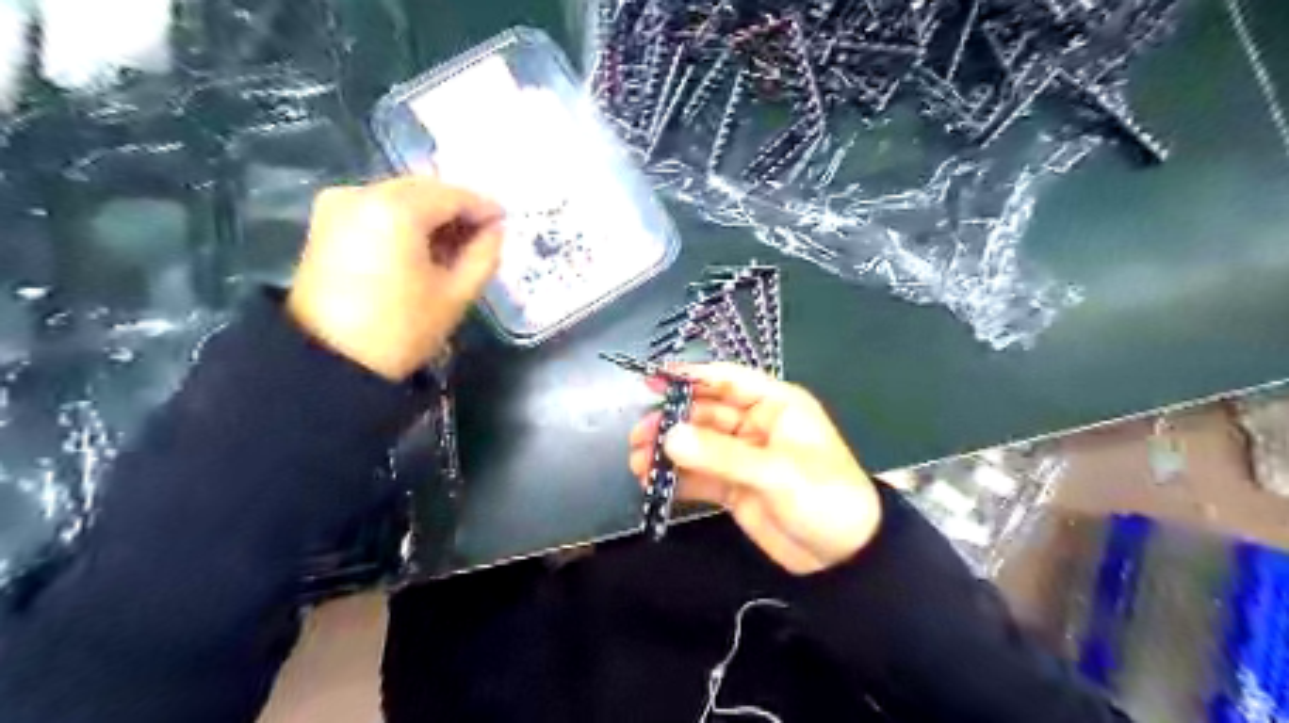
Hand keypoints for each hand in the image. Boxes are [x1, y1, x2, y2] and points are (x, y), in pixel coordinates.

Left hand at [285, 177, 501, 381]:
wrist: (329, 363)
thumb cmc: (401, 329)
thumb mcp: (456, 294)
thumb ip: (484, 255)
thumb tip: (495, 231)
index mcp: (396, 209)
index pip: (452, 195)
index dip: (483, 208)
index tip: (505, 223)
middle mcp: (362, 193)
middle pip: (423, 190)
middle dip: (456, 210)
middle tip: (482, 237)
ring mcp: (338, 205)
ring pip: (400, 197)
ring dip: (431, 216)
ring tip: (454, 247)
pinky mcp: (325, 223)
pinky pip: (377, 209)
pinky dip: (405, 222)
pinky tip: (422, 249)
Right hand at [630, 365, 880, 573]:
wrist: (846, 558)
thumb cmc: (824, 498)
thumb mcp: (775, 472)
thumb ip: (721, 455)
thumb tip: (668, 437)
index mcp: (776, 406)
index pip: (728, 380)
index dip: (691, 377)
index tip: (653, 381)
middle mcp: (757, 426)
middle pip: (706, 414)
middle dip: (672, 422)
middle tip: (638, 435)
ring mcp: (744, 457)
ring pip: (699, 445)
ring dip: (669, 451)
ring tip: (638, 462)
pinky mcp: (735, 487)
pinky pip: (701, 475)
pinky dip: (678, 478)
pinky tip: (653, 483)